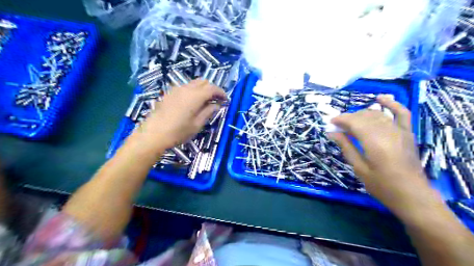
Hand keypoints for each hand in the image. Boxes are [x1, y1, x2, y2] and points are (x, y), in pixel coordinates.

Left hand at [135, 79, 226, 151]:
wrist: (153, 134)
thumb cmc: (178, 131)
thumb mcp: (197, 124)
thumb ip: (208, 112)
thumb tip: (216, 105)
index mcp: (195, 96)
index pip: (212, 88)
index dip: (221, 92)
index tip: (226, 100)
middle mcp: (186, 88)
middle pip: (203, 82)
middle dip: (212, 89)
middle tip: (216, 100)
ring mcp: (176, 89)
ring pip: (194, 83)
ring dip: (202, 89)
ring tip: (205, 101)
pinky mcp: (169, 93)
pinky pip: (185, 87)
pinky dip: (193, 91)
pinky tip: (192, 102)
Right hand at [328, 95, 431, 211]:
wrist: (412, 195)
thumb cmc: (381, 185)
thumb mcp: (359, 168)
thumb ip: (346, 147)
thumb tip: (331, 133)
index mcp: (374, 141)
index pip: (354, 122)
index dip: (341, 120)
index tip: (330, 123)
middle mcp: (387, 131)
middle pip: (364, 116)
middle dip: (348, 118)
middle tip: (337, 126)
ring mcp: (400, 131)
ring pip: (377, 114)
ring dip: (361, 114)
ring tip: (350, 121)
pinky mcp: (407, 133)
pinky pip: (401, 113)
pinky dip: (392, 104)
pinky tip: (381, 98)